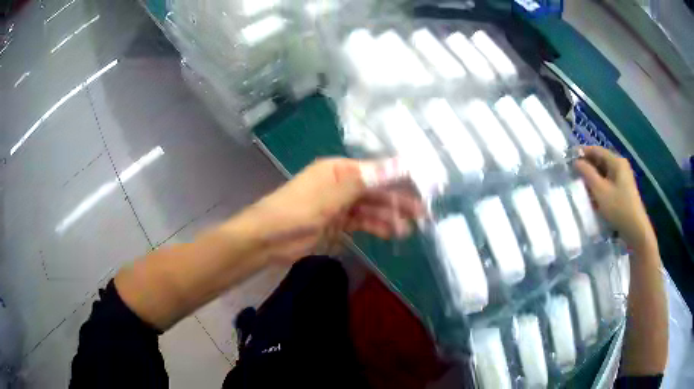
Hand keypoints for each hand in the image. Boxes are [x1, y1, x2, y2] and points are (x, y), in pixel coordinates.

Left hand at [243, 158, 423, 263]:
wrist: (268, 239)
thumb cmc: (298, 210)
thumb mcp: (333, 194)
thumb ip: (368, 179)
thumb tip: (402, 161)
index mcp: (339, 169)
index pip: (376, 170)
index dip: (401, 177)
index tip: (424, 186)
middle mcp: (341, 184)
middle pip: (376, 190)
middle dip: (399, 201)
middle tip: (423, 214)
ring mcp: (340, 205)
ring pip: (371, 208)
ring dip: (389, 217)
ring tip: (410, 229)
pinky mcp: (337, 224)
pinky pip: (361, 223)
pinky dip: (376, 227)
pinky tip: (392, 233)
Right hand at [573, 146, 655, 251]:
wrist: (636, 230)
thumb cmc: (619, 208)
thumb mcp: (600, 191)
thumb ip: (588, 174)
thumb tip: (576, 162)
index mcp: (616, 161)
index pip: (596, 150)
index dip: (582, 152)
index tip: (569, 158)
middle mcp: (620, 166)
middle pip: (600, 161)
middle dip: (587, 166)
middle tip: (573, 173)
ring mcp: (623, 178)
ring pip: (604, 173)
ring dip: (592, 178)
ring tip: (581, 186)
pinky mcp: (623, 190)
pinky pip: (608, 182)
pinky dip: (599, 186)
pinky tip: (593, 196)